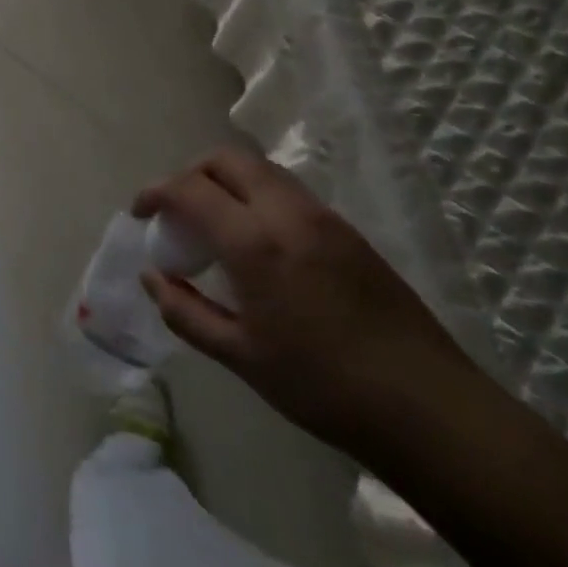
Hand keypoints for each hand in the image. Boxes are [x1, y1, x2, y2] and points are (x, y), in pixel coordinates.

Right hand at [136, 146, 479, 457]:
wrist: (428, 407)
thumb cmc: (322, 386)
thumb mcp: (240, 356)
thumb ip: (185, 312)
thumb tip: (151, 278)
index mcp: (254, 241)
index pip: (189, 189)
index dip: (155, 193)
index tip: (140, 213)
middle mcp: (287, 212)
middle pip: (226, 159)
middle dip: (190, 173)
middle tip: (175, 209)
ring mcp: (323, 217)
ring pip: (261, 169)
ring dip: (226, 180)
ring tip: (214, 223)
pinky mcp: (348, 230)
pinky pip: (288, 191)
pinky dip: (257, 196)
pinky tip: (258, 241)